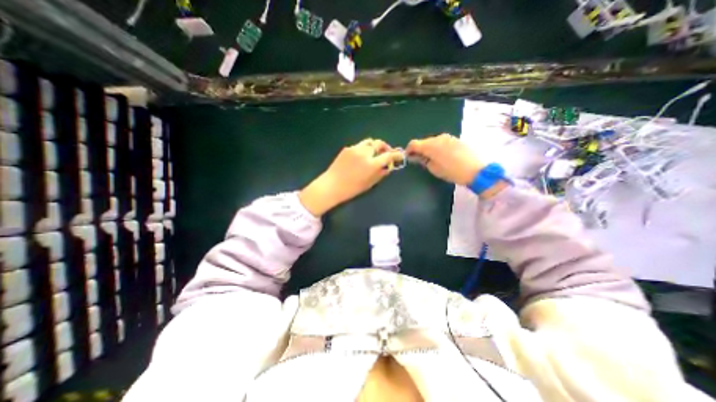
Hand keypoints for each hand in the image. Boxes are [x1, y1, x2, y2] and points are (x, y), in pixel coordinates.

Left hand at [299, 138, 404, 216]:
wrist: (331, 185)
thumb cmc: (351, 189)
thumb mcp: (369, 184)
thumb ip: (380, 174)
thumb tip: (388, 167)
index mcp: (371, 164)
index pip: (388, 155)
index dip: (396, 155)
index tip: (400, 156)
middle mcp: (364, 153)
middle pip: (379, 143)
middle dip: (385, 147)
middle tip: (386, 153)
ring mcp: (355, 149)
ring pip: (369, 141)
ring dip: (374, 145)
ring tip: (374, 152)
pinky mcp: (347, 148)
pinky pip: (359, 145)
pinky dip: (364, 149)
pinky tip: (361, 157)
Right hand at [405, 133, 482, 185]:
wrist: (476, 170)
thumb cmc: (452, 171)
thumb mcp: (434, 169)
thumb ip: (423, 161)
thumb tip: (417, 157)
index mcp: (430, 145)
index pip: (413, 144)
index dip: (409, 150)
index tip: (408, 157)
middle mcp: (438, 138)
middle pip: (423, 142)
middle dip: (419, 149)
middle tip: (420, 160)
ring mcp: (448, 137)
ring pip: (433, 141)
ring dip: (429, 148)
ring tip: (432, 159)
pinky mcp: (456, 139)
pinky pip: (442, 142)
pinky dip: (438, 147)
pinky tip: (443, 156)